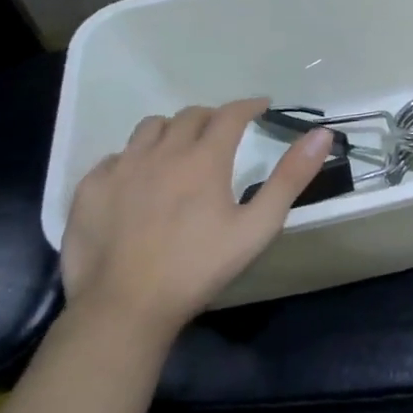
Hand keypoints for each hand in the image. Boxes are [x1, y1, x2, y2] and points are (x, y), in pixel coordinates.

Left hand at [60, 98, 331, 341]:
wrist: (124, 306)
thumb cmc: (198, 268)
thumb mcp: (257, 227)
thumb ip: (290, 178)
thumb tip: (322, 134)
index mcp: (204, 158)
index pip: (230, 114)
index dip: (249, 106)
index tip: (262, 106)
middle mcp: (161, 151)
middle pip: (190, 115)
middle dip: (213, 117)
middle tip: (224, 132)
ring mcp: (121, 167)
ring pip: (150, 128)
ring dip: (172, 130)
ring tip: (180, 149)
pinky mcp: (90, 188)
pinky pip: (115, 156)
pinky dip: (134, 158)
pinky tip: (139, 180)